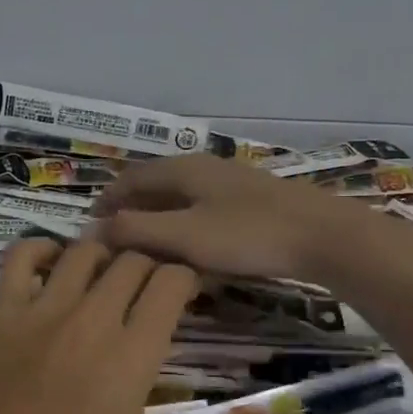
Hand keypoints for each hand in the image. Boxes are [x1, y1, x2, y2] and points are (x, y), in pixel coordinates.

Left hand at [0, 238, 264, 413]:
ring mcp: (44, 309)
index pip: (172, 281)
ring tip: (106, 278)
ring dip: (104, 257)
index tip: (184, 295)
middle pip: (134, 259)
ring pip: (85, 250)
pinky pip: (23, 256)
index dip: (184, 279)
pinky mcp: (3, 310)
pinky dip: (42, 251)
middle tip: (147, 291)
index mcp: (133, 352)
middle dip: (149, 267)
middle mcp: (93, 317)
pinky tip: (54, 269)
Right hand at [92, 154, 412, 284]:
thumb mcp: (184, 236)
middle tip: (114, 238)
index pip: (131, 178)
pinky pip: (202, 207)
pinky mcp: (250, 200)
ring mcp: (230, 182)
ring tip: (145, 245)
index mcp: (182, 170)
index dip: (107, 199)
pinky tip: (189, 246)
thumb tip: (96, 229)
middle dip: (131, 208)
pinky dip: (183, 223)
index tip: (90, 224)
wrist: (322, 236)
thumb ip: (137, 230)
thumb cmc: (247, 234)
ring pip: (180, 196)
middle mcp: (203, 167)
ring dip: (157, 216)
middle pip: (155, 184)